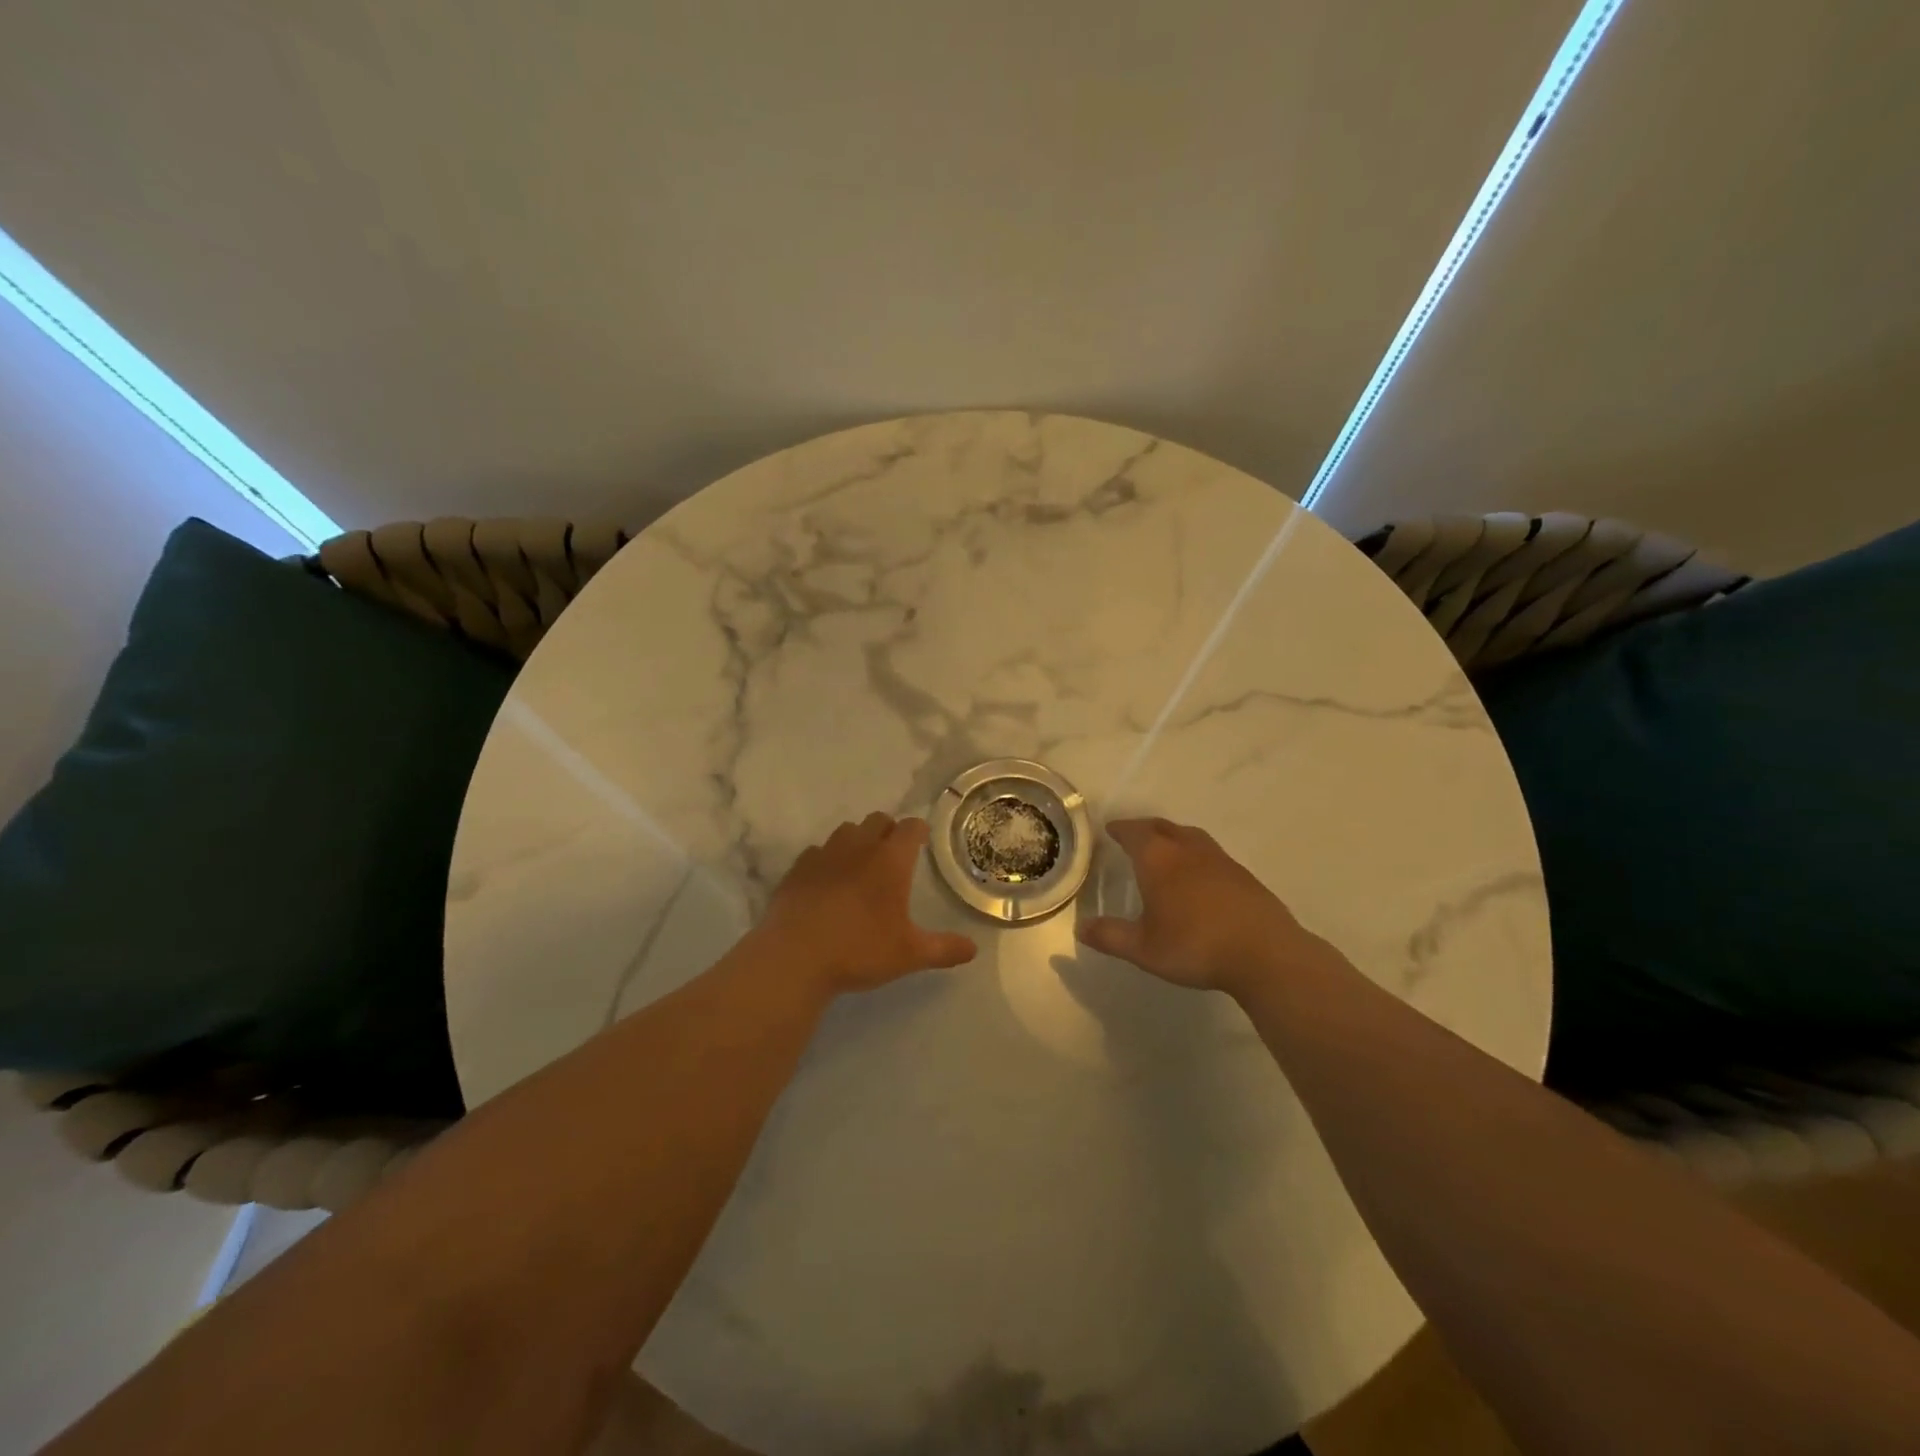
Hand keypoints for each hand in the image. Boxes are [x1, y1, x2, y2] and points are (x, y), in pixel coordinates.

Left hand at [752, 813, 978, 995]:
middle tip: (893, 854)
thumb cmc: (859, 950)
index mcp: (890, 861)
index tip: (922, 840)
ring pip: (846, 831)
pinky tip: (827, 881)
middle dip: (888, 830)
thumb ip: (944, 949)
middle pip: (877, 820)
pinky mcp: (797, 869)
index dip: (919, 831)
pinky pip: (817, 852)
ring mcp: (824, 855)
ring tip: (860, 864)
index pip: (910, 828)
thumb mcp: (909, 955)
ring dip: (858, 840)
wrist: (794, 958)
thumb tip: (973, 949)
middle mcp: (859, 848)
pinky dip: (827, 859)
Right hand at [1075, 817, 1324, 996]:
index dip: (1120, 829)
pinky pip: (1210, 853)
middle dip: (1144, 828)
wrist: (1265, 953)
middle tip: (1133, 835)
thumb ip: (1110, 936)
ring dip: (1172, 836)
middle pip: (1162, 827)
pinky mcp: (1242, 874)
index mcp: (1158, 859)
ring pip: (1189, 836)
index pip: (1134, 832)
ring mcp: (1219, 859)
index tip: (1110, 829)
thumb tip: (1080, 928)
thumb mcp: (1144, 948)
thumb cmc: (1195, 946)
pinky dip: (1195, 854)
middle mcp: (1187, 850)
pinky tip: (1197, 876)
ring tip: (1164, 850)